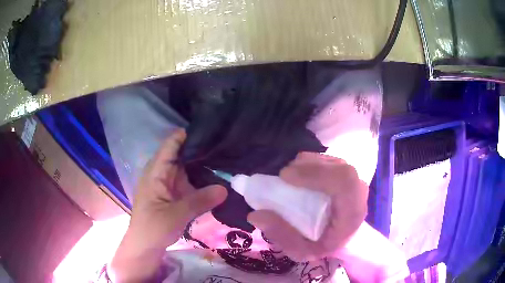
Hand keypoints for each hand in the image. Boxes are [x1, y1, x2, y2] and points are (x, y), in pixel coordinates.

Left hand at [110, 129, 226, 281]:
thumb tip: (225, 188)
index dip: (188, 135)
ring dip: (203, 164)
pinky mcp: (174, 193)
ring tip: (227, 157)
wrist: (145, 246)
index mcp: (156, 171)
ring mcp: (169, 183)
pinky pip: (189, 181)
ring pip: (187, 167)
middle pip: (182, 154)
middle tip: (226, 145)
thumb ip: (200, 201)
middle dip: (201, 149)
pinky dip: (201, 178)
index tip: (211, 130)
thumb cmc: (153, 228)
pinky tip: (217, 177)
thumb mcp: (176, 215)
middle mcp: (163, 172)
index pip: (171, 144)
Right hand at [247, 152, 367, 260]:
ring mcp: (356, 180)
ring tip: (290, 174)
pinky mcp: (348, 174)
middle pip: (339, 168)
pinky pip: (331, 161)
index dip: (316, 174)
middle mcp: (359, 193)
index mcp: (352, 213)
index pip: (343, 182)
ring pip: (334, 162)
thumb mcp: (301, 250)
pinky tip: (301, 171)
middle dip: (309, 166)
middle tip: (283, 175)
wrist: (344, 239)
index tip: (285, 176)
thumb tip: (256, 214)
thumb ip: (281, 235)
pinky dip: (312, 162)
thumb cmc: (324, 245)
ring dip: (309, 163)